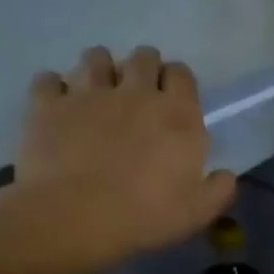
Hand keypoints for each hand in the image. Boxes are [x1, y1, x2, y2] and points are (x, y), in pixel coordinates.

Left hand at [9, 45, 236, 269]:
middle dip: (144, 66)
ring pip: (95, 57)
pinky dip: (55, 86)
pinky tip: (59, 102)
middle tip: (140, 90)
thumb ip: (219, 188)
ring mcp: (88, 94)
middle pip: (142, 57)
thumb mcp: (199, 211)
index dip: (179, 80)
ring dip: (101, 68)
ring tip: (99, 90)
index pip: (182, 74)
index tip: (175, 97)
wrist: (74, 216)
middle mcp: (135, 93)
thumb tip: (226, 174)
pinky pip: (48, 79)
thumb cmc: (147, 214)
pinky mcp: (47, 105)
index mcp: (178, 115)